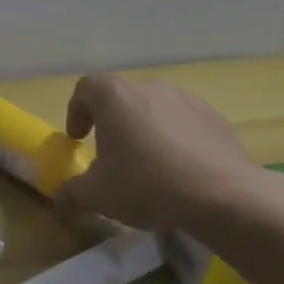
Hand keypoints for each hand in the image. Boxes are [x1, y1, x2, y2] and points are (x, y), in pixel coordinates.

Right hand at [54, 75, 265, 232]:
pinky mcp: (215, 117)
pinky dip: (176, 139)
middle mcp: (149, 87)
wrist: (223, 196)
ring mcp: (186, 99)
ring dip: (145, 130)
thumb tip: (60, 195)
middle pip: (121, 98)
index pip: (85, 89)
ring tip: (148, 164)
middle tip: (111, 154)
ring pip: (154, 109)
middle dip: (112, 123)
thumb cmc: (146, 185)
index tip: (78, 139)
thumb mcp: (97, 195)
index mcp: (114, 96)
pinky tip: (180, 171)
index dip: (76, 112)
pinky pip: (184, 123)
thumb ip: (72, 191)